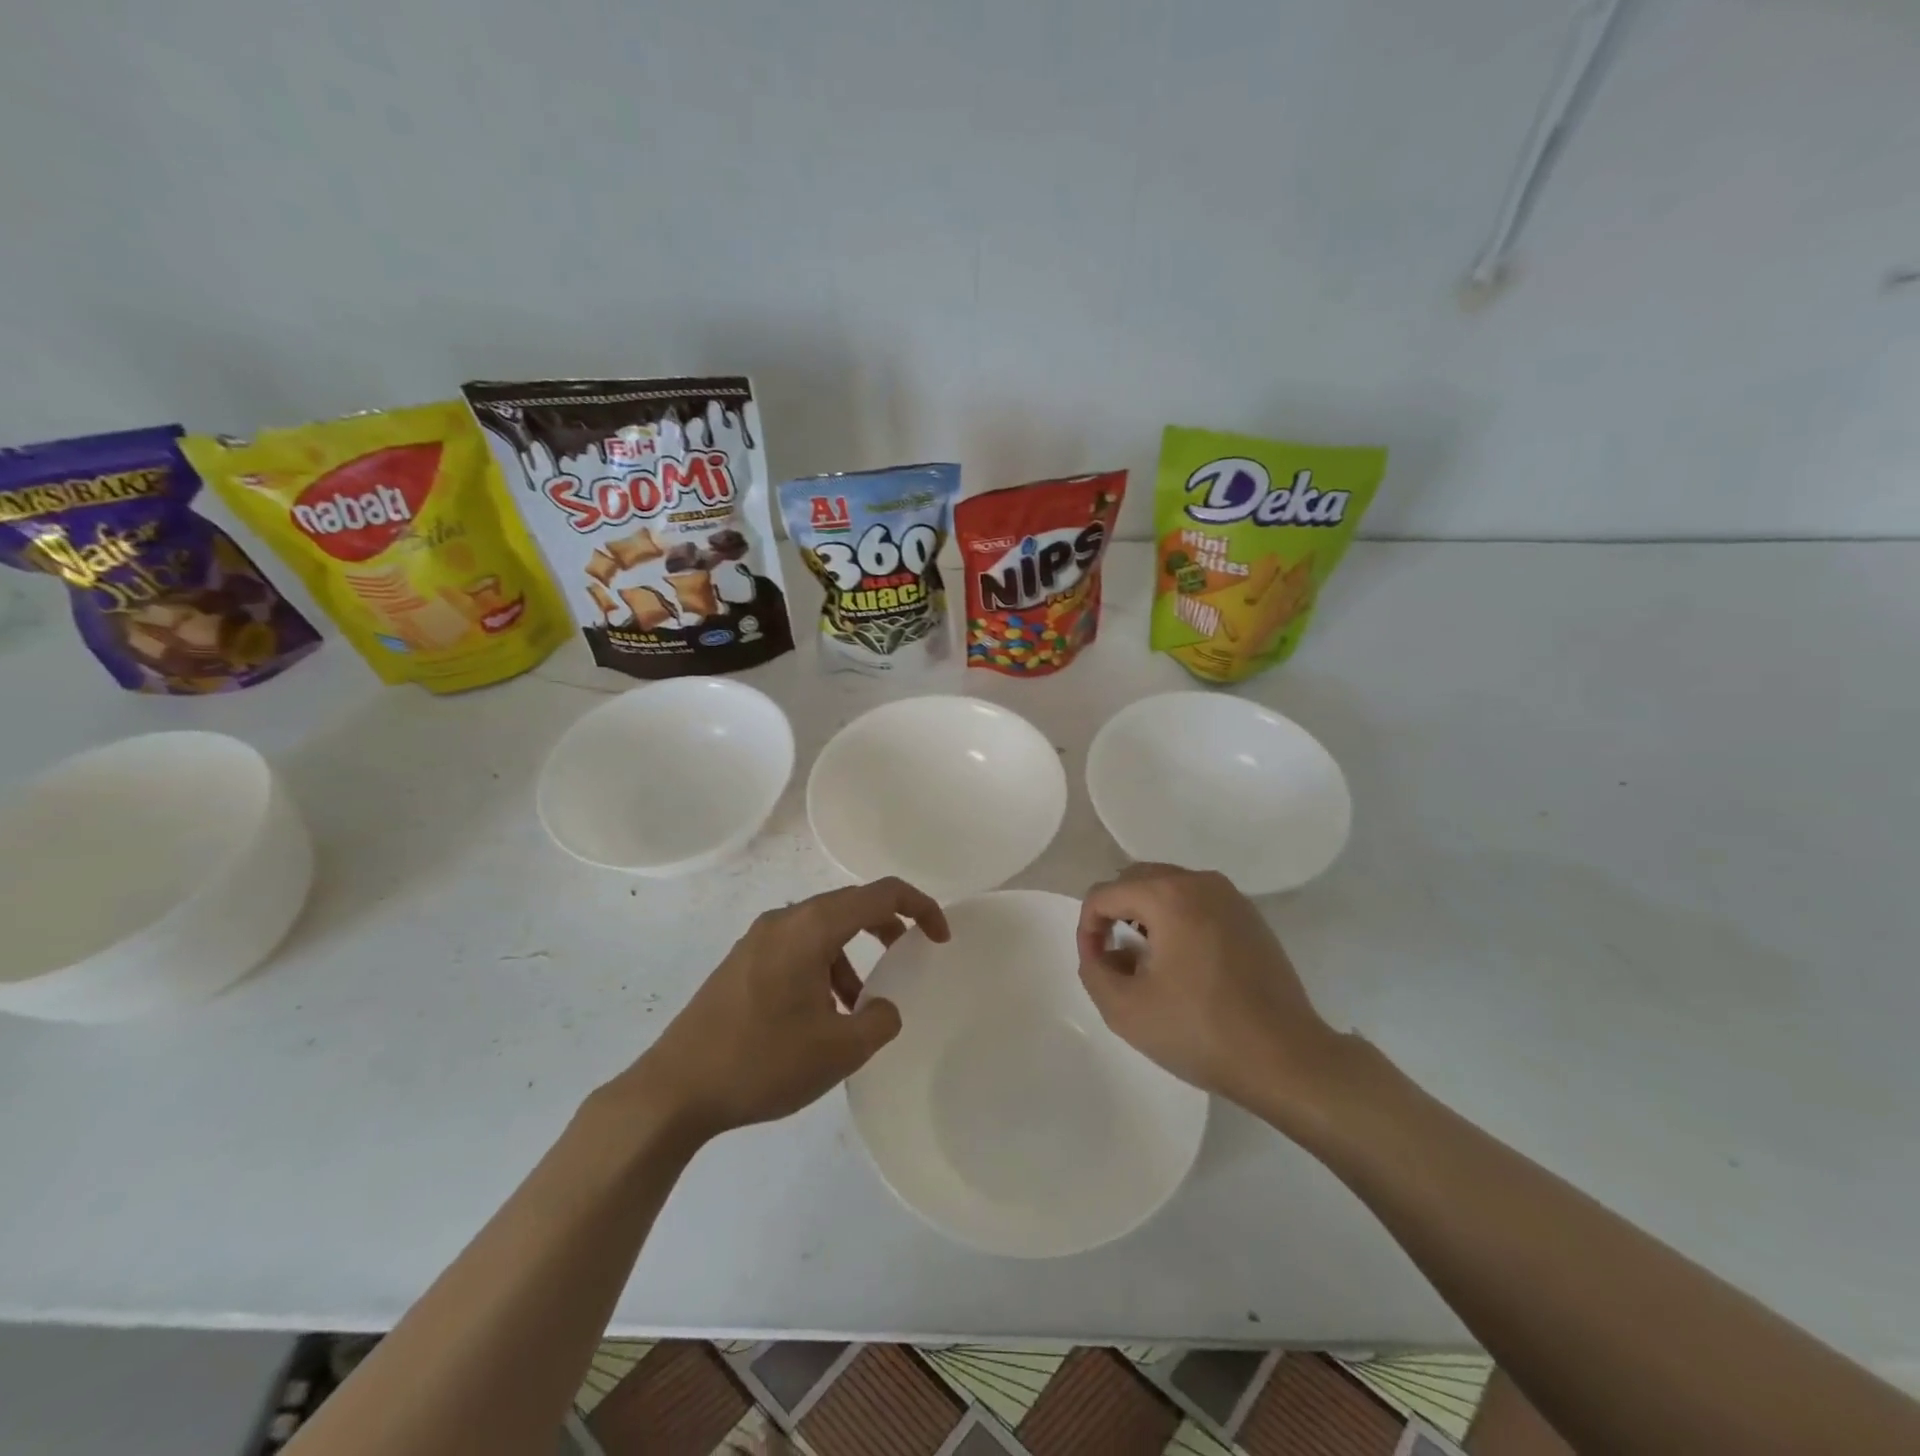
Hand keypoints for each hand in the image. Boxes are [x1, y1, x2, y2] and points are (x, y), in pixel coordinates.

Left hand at [625, 878, 948, 1142]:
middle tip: (909, 956)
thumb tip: (882, 1007)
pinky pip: (797, 947)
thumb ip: (879, 1020)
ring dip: (852, 953)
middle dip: (887, 926)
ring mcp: (757, 939)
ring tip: (858, 1004)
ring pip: (822, 928)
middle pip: (850, 904)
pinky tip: (819, 1014)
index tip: (940, 938)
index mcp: (812, 927)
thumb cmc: (762, 1061)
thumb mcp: (839, 1050)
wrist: (674, 1090)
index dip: (920, 906)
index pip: (881, 894)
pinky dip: (823, 965)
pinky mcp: (741, 962)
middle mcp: (784, 920)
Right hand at [1076, 864, 1347, 1122]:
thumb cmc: (1200, 1031)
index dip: (1088, 928)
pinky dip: (1178, 920)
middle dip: (1116, 913)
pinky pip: (1197, 902)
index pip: (1104, 894)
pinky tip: (1185, 964)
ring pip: (1168, 888)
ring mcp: (1230, 896)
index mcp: (1168, 895)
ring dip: (1147, 915)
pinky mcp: (1250, 916)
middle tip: (1117, 958)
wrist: (1285, 1058)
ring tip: (1149, 961)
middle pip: (1136, 880)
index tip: (1096, 965)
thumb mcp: (1124, 1009)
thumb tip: (1097, 948)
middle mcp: (1199, 882)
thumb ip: (1093, 969)